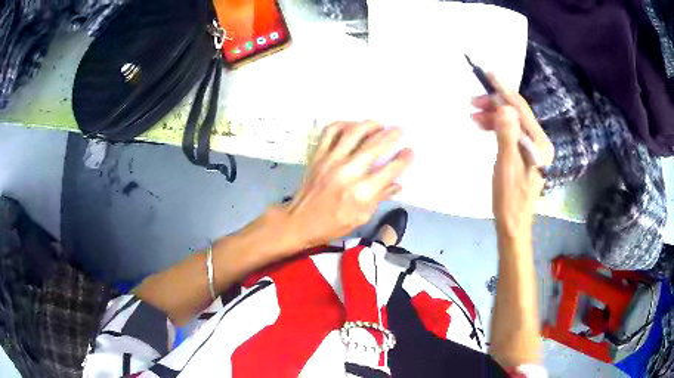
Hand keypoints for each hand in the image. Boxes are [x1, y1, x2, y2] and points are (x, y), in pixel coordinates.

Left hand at [283, 121, 413, 248]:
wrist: (300, 221)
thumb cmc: (333, 224)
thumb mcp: (361, 217)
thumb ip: (380, 197)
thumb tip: (398, 183)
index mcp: (362, 192)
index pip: (390, 170)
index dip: (404, 159)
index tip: (410, 151)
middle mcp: (348, 172)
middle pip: (374, 146)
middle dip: (391, 135)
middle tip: (400, 130)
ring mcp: (331, 160)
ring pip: (353, 133)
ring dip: (369, 125)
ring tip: (379, 124)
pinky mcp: (318, 155)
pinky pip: (330, 132)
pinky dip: (342, 124)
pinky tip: (352, 126)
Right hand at [471, 74, 553, 239]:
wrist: (513, 223)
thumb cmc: (509, 199)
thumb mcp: (506, 167)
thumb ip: (508, 136)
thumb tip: (505, 107)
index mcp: (540, 145)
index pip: (521, 111)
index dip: (505, 91)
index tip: (489, 74)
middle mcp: (539, 143)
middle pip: (517, 114)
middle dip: (496, 103)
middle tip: (473, 100)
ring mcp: (532, 148)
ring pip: (512, 121)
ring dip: (493, 115)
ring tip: (473, 114)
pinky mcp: (524, 153)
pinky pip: (510, 132)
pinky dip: (496, 126)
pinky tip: (484, 126)